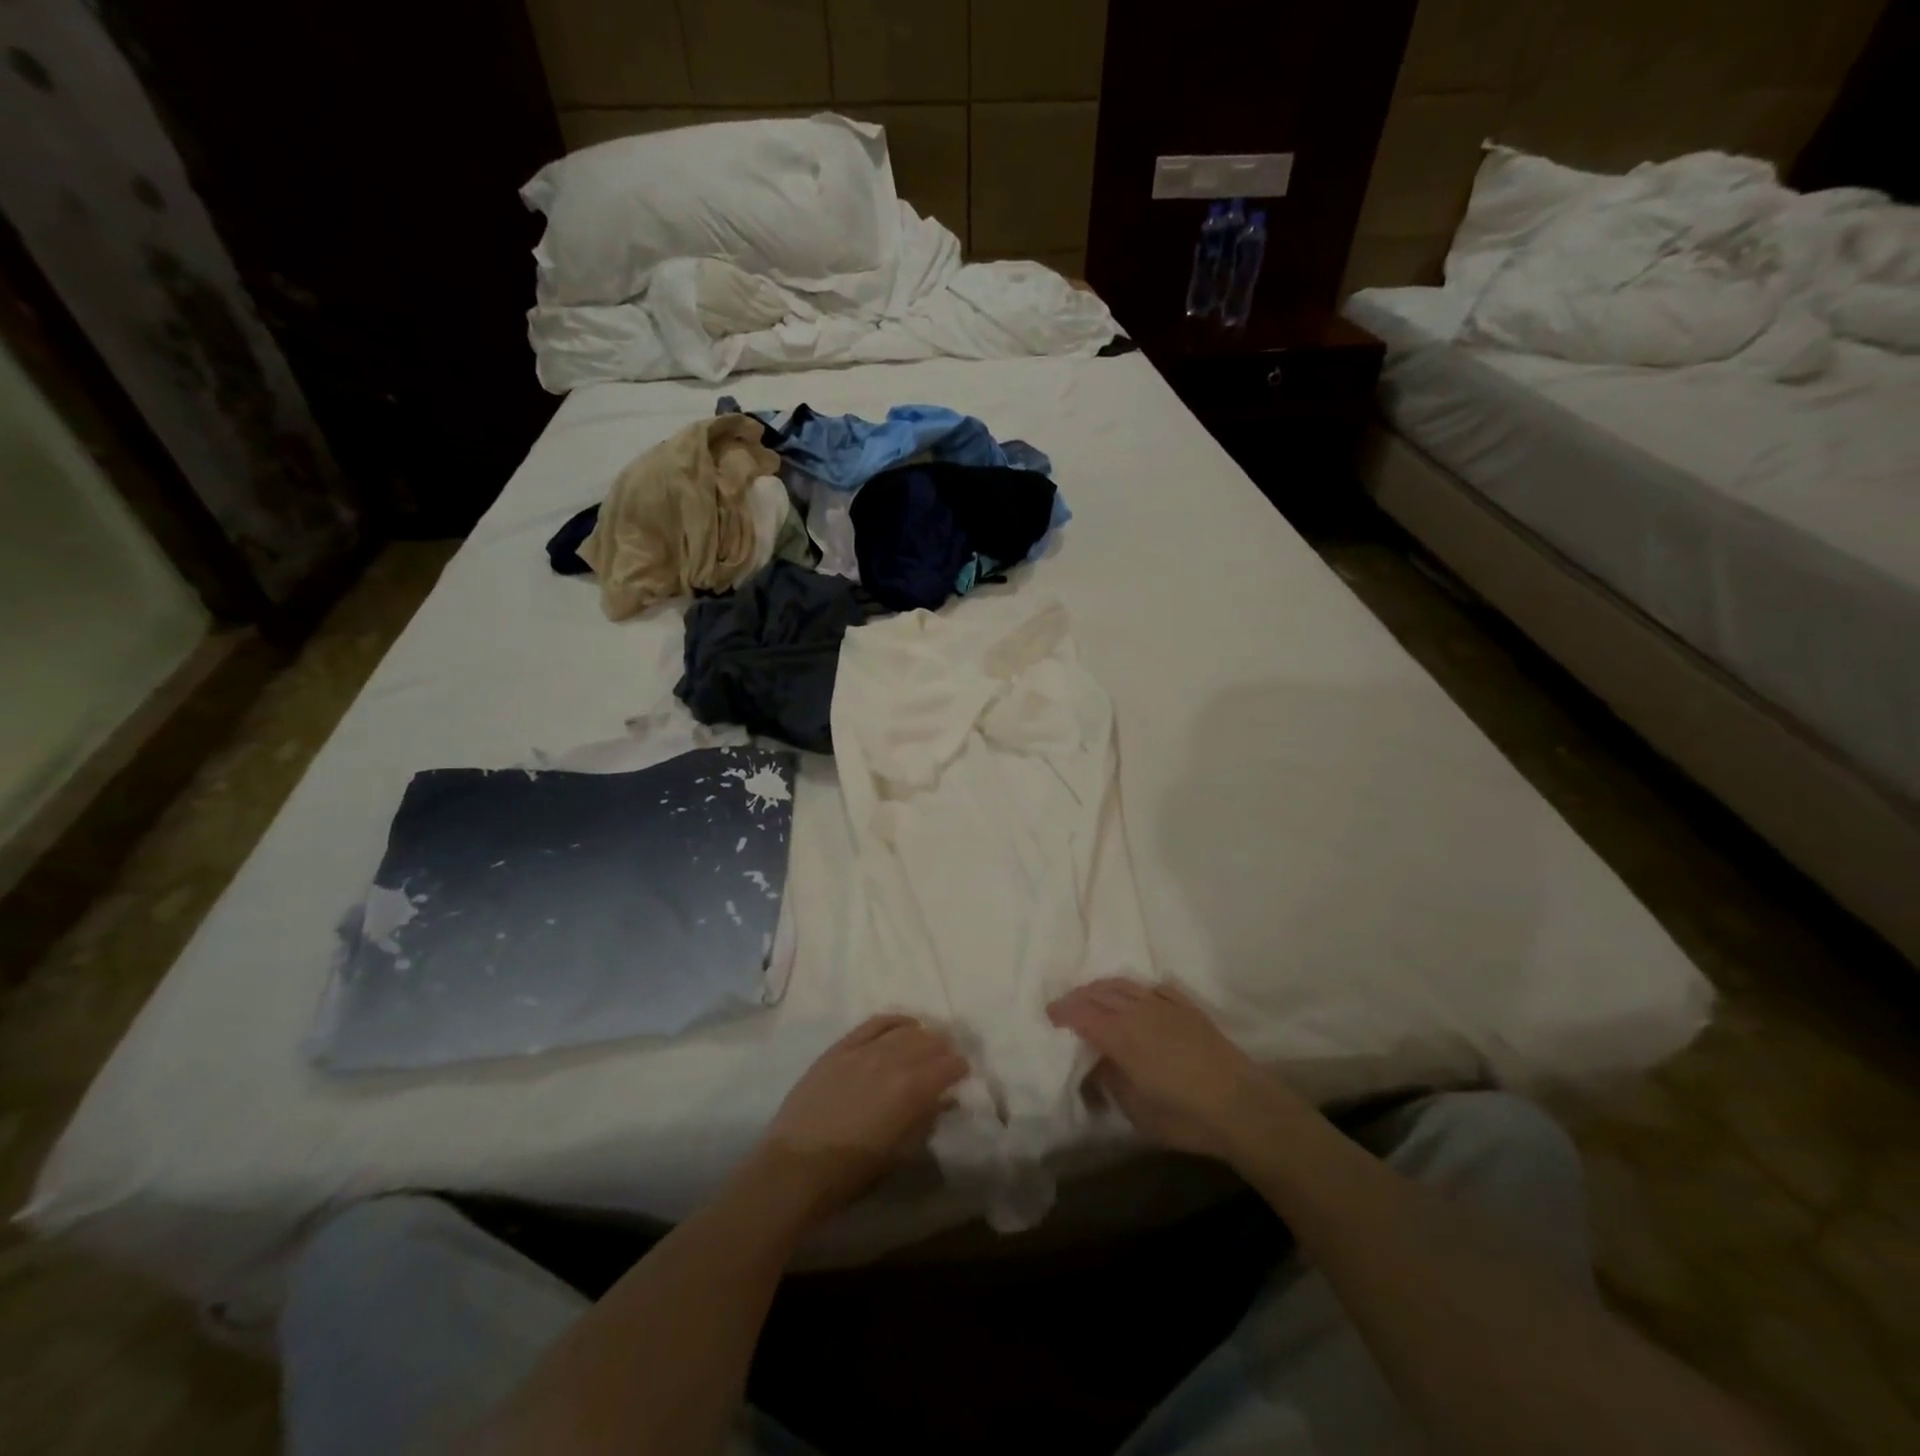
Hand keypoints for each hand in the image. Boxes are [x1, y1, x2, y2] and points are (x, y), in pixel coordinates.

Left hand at [746, 1014, 967, 1226]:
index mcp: (911, 1091)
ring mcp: (864, 1050)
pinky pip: (874, 1023)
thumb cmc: (850, 1173)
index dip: (960, 1069)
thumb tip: (942, 1100)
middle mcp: (892, 1061)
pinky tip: (904, 1025)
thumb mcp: (899, 1154)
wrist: (793, 1168)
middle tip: (947, 1059)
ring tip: (928, 1042)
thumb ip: (925, 1120)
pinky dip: (894, 1021)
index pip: (948, 1066)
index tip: (962, 1075)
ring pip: (904, 1031)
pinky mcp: (840, 1048)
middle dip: (943, 1049)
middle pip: (929, 1042)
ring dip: (923, 1035)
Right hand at [1047, 979, 1307, 1165]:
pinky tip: (1136, 997)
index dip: (1062, 1011)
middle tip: (1066, 1007)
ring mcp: (1165, 1006)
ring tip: (1094, 997)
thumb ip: (1110, 1081)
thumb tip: (1096, 1063)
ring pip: (1125, 985)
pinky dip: (1137, 989)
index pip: (1082, 1013)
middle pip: (1100, 993)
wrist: (1242, 1106)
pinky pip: (1154, 988)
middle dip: (1079, 997)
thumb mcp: (1136, 1111)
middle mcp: (1138, 1012)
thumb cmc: (1185, 1116)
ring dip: (1104, 988)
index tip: (1050, 1016)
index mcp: (1120, 1035)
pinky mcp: (1188, 1008)